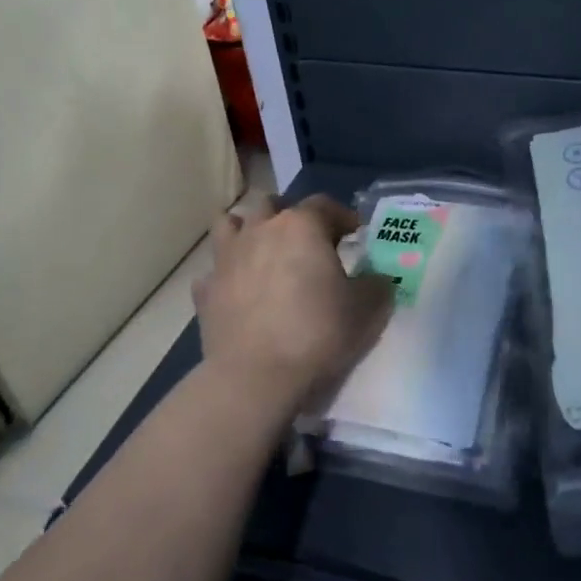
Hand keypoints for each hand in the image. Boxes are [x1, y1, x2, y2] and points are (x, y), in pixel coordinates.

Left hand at [193, 195, 392, 418]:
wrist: (256, 377)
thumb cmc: (317, 332)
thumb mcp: (367, 309)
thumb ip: (376, 284)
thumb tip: (376, 278)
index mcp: (301, 226)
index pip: (325, 204)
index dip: (343, 216)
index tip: (354, 234)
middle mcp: (260, 230)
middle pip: (272, 204)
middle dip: (290, 216)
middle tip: (307, 242)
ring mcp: (226, 258)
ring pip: (231, 224)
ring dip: (248, 231)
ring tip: (264, 252)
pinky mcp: (204, 290)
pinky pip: (214, 270)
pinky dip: (227, 275)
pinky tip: (239, 292)